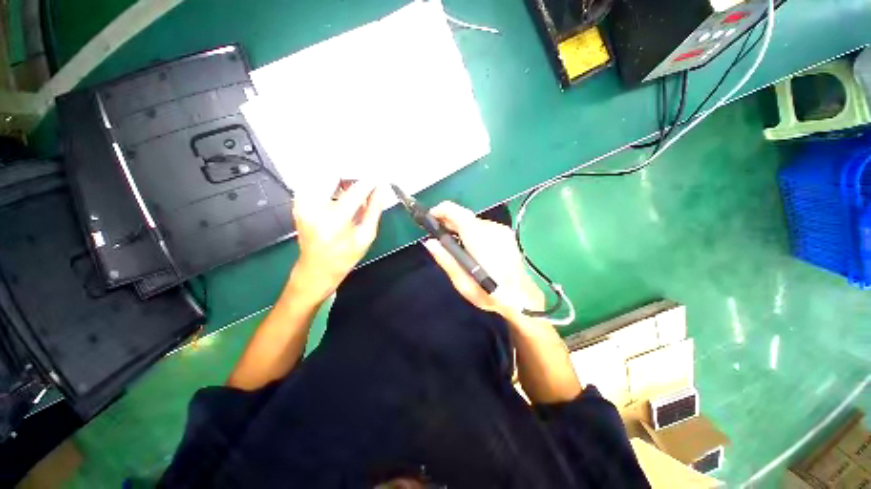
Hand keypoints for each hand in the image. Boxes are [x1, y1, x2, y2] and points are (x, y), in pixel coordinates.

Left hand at [290, 181, 382, 301]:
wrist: (316, 268)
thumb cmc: (344, 257)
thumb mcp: (366, 236)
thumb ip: (374, 210)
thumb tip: (380, 189)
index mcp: (333, 220)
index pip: (355, 190)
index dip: (369, 181)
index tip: (379, 178)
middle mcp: (313, 207)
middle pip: (335, 174)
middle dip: (353, 173)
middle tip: (367, 180)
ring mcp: (302, 202)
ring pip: (325, 174)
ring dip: (343, 177)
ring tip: (356, 188)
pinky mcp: (299, 200)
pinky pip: (318, 181)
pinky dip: (333, 182)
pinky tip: (343, 192)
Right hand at [423, 202, 544, 318]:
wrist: (522, 298)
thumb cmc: (490, 293)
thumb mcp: (463, 282)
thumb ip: (446, 259)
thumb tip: (430, 242)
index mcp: (478, 237)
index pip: (456, 211)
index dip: (440, 211)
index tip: (430, 219)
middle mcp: (491, 228)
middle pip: (465, 216)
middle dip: (449, 223)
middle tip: (439, 237)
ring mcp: (501, 230)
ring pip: (474, 223)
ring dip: (462, 230)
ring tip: (456, 247)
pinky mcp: (506, 235)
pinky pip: (484, 228)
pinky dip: (473, 234)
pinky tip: (472, 249)